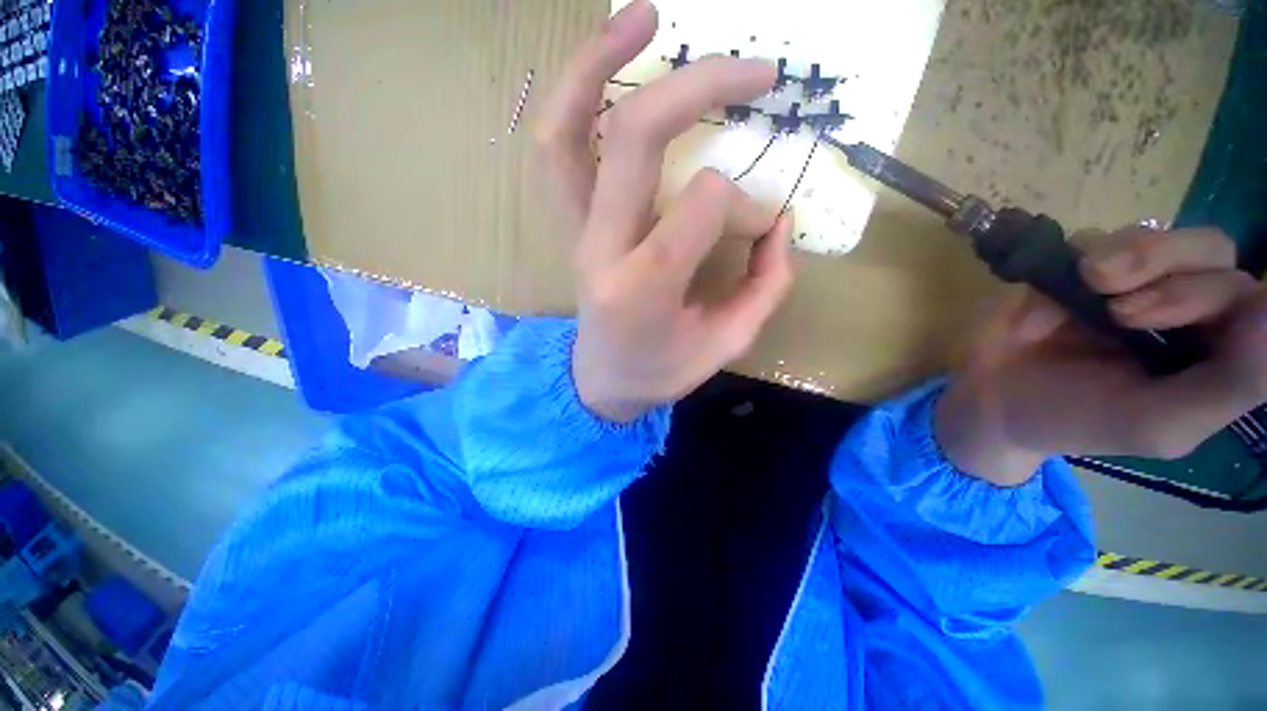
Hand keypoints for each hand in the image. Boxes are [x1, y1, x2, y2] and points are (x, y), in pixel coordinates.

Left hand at [535, 0, 792, 422]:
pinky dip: (575, 98)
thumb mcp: (726, 344)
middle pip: (637, 139)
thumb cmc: (661, 370)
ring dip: (601, 63)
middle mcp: (601, 249)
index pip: (703, 205)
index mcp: (643, 288)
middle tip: (757, 70)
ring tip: (644, 16)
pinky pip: (559, 150)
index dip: (744, 203)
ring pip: (570, 130)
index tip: (760, 224)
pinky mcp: (569, 225)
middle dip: (700, 87)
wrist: (602, 381)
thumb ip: (764, 285)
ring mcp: (576, 232)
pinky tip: (607, 66)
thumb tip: (777, 220)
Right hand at [938, 227, 1266, 486]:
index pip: (1246, 296)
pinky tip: (1052, 302)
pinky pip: (1089, 241)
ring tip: (1091, 282)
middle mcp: (1180, 301)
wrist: (995, 403)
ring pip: (1155, 235)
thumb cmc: (1080, 421)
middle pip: (1209, 250)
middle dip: (1171, 271)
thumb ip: (1231, 386)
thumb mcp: (1161, 425)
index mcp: (1213, 345)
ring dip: (1131, 255)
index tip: (1176, 319)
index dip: (1217, 296)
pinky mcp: (1073, 268)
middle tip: (1122, 311)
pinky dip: (1073, 264)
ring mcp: (1126, 280)